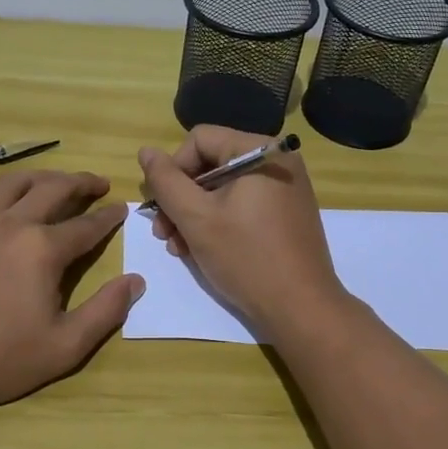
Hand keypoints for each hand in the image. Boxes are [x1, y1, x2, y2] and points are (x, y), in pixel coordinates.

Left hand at [0, 170, 142, 415]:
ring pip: (8, 184)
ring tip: (51, 179)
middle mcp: (10, 224)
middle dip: (80, 183)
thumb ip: (105, 312)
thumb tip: (136, 281)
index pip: (86, 226)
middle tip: (98, 183)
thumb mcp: (64, 347)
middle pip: (52, 190)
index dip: (109, 217)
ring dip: (36, 176)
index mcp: (43, 249)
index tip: (122, 209)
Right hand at [138, 127, 345, 335]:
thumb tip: (146, 151)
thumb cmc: (246, 257)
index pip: (199, 140)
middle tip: (163, 233)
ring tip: (178, 248)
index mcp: (260, 150)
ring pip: (223, 188)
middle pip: (211, 164)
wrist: (301, 308)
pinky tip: (201, 250)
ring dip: (194, 215)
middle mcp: (277, 160)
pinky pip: (243, 205)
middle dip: (181, 198)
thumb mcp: (196, 218)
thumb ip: (166, 181)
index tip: (161, 207)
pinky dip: (218, 222)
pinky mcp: (286, 213)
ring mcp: (285, 188)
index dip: (173, 170)